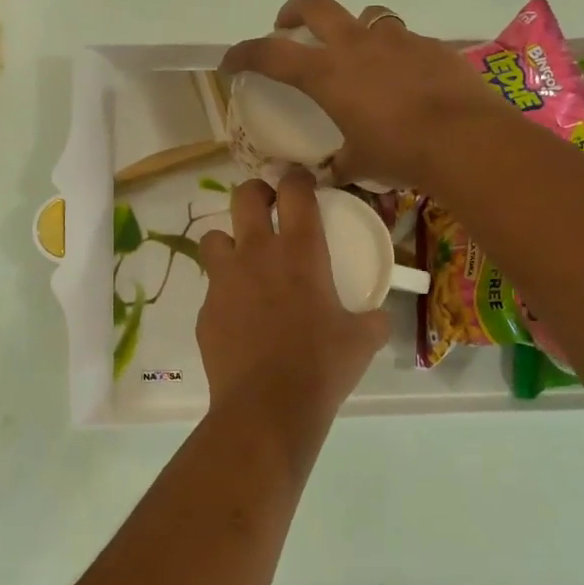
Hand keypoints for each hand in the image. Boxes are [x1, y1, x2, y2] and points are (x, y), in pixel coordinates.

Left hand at [197, 173, 388, 437]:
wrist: (266, 407)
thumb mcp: (361, 341)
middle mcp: (257, 254)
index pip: (295, 191)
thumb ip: (372, 319)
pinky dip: (225, 293)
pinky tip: (239, 317)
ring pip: (214, 237)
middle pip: (245, 196)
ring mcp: (224, 280)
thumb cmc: (321, 367)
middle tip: (268, 208)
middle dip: (256, 193)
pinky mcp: (205, 310)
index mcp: (300, 253)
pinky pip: (212, 288)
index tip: (301, 181)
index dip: (297, 177)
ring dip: (229, 242)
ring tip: (244, 263)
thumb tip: (379, 315)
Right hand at [218, 0, 499, 186]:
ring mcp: (398, 40)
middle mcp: (358, 45)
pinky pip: (405, 39)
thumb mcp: (360, 163)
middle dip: (294, 11)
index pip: (271, 54)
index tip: (230, 61)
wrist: (466, 139)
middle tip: (288, 25)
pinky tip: (405, 78)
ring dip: (352, 28)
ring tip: (357, 53)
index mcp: (328, 73)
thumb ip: (340, 164)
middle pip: (315, 6)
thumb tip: (331, 173)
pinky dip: (395, 53)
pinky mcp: (432, 45)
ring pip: (366, 16)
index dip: (244, 53)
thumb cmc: (400, 152)